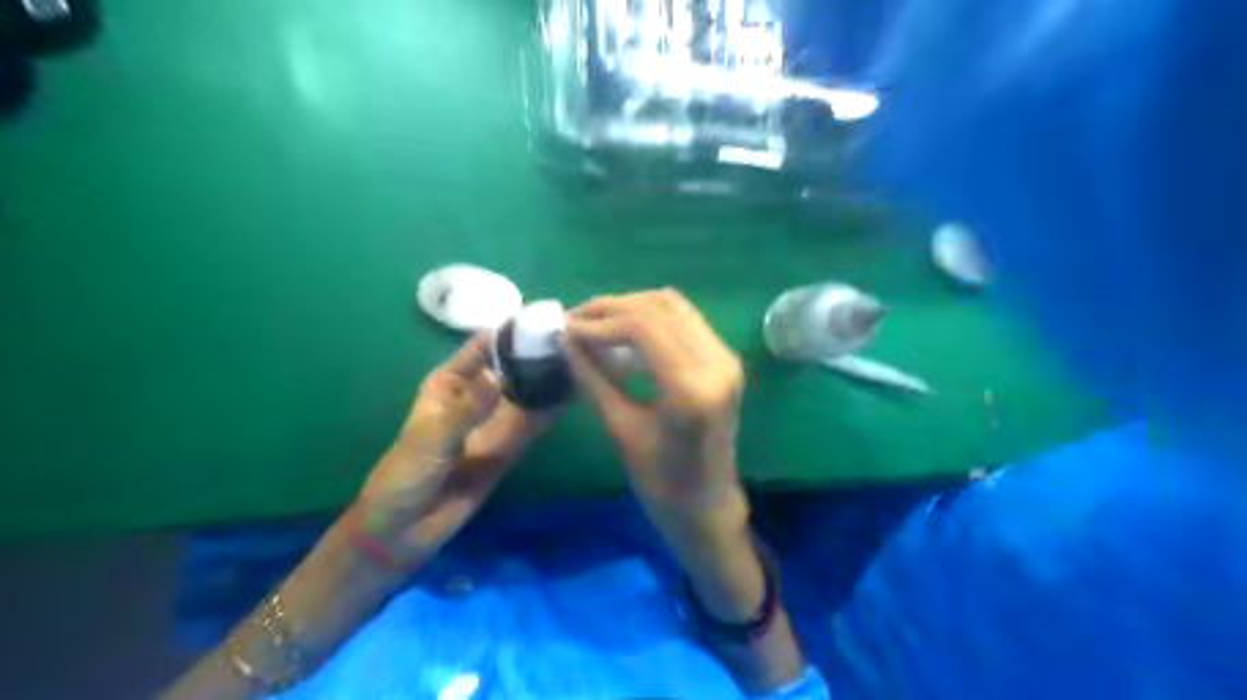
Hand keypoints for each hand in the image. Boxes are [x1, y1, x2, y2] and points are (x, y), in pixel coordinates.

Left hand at [360, 334, 556, 568]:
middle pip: (512, 367)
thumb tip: (501, 378)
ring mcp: (495, 421)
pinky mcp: (509, 446)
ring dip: (551, 379)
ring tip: (585, 359)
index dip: (511, 332)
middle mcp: (476, 395)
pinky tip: (578, 392)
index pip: (483, 347)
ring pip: (528, 393)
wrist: (403, 530)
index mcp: (449, 382)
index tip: (545, 318)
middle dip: (538, 353)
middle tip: (577, 337)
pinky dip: (553, 408)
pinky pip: (534, 423)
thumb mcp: (430, 438)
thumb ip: (466, 410)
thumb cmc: (404, 475)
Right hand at [560, 291, 743, 535]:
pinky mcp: (725, 358)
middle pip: (657, 308)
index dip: (598, 322)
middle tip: (574, 320)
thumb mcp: (621, 431)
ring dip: (630, 307)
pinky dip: (652, 316)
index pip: (641, 327)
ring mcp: (725, 357)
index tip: (564, 329)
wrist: (709, 506)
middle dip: (610, 309)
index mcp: (691, 388)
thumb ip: (592, 379)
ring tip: (594, 322)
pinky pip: (685, 319)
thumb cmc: (662, 483)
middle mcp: (716, 361)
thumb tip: (564, 339)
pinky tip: (624, 330)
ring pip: (672, 306)